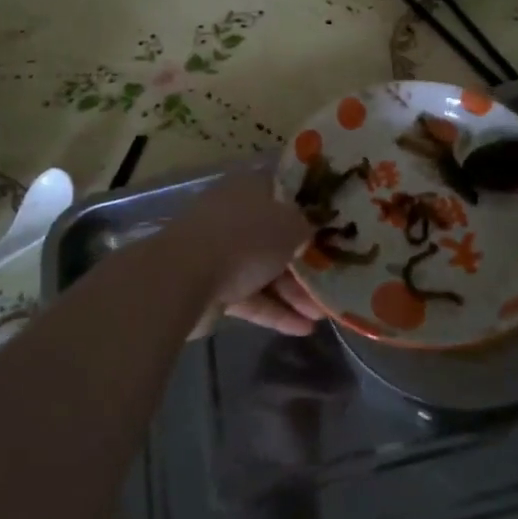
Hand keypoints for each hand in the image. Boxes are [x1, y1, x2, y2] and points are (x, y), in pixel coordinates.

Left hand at [162, 168, 324, 336]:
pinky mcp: (214, 288)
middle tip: (331, 277)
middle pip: (275, 236)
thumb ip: (305, 228)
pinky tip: (304, 329)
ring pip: (264, 270)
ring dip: (293, 292)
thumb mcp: (290, 225)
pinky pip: (251, 298)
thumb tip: (306, 234)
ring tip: (323, 314)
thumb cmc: (245, 237)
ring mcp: (221, 253)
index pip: (283, 192)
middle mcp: (234, 216)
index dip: (307, 207)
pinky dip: (275, 312)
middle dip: (303, 261)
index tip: (332, 224)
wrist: (185, 277)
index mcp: (249, 189)